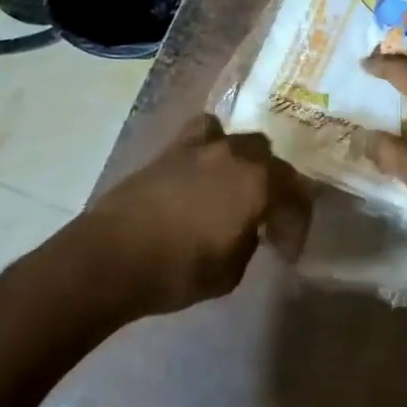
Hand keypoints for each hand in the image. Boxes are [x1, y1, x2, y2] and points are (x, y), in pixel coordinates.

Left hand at [72, 116, 310, 317]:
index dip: (296, 224)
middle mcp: (236, 155)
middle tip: (267, 216)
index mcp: (258, 184)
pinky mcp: (170, 149)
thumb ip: (249, 243)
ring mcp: (201, 147)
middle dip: (275, 186)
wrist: (110, 258)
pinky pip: (203, 133)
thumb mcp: (230, 273)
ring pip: (239, 140)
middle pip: (271, 160)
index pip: (295, 196)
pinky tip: (205, 169)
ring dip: (247, 161)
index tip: (287, 251)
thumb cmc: (177, 271)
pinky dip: (211, 146)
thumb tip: (248, 230)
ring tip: (238, 184)